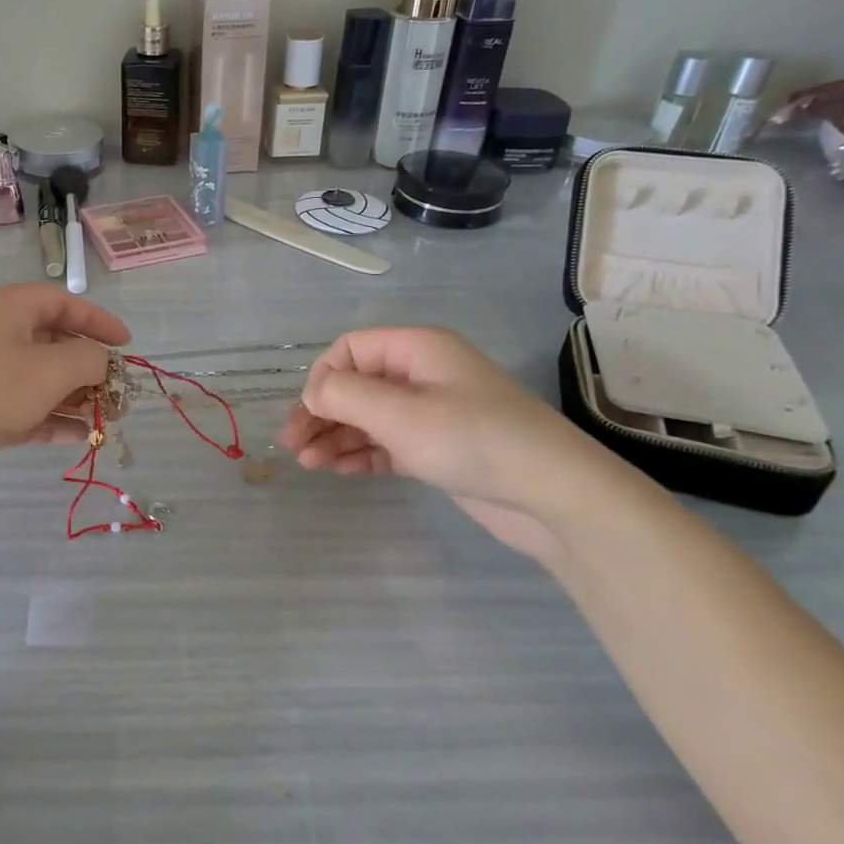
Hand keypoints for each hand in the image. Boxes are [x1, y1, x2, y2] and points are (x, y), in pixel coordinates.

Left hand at [0, 286, 130, 502]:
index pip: (60, 302)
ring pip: (39, 379)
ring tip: (107, 419)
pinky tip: (80, 437)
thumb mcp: (50, 369)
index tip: (126, 344)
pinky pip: (25, 408)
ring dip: (75, 396)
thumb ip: (88, 359)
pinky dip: (52, 418)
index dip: (97, 320)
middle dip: (88, 366)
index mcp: (6, 309)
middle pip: (51, 342)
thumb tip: (100, 361)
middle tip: (117, 390)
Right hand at [278, 327, 629, 562]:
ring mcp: (432, 412)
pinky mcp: (439, 448)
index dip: (323, 378)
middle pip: (355, 385)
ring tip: (307, 464)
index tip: (307, 414)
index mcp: (416, 348)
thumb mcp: (399, 413)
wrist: (552, 495)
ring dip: (336, 436)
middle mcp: (422, 374)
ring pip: (369, 417)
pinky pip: (388, 443)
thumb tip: (312, 391)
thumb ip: (345, 395)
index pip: (351, 350)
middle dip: (321, 413)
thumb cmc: (471, 439)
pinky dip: (362, 453)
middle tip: (291, 445)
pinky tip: (338, 470)